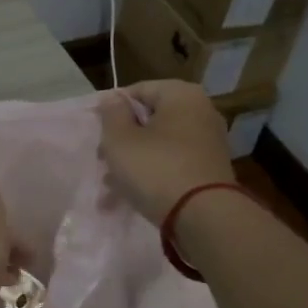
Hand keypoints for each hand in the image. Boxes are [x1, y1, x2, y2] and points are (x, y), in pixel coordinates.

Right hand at [96, 80, 236, 225]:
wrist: (204, 217)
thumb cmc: (156, 168)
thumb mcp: (120, 139)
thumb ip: (111, 114)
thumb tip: (113, 99)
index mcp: (181, 95)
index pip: (137, 91)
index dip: (112, 110)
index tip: (97, 133)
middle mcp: (201, 112)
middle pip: (149, 120)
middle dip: (122, 140)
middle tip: (102, 160)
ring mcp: (208, 142)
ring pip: (159, 145)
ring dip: (133, 162)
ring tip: (111, 186)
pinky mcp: (210, 170)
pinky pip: (173, 164)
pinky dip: (153, 175)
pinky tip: (131, 196)